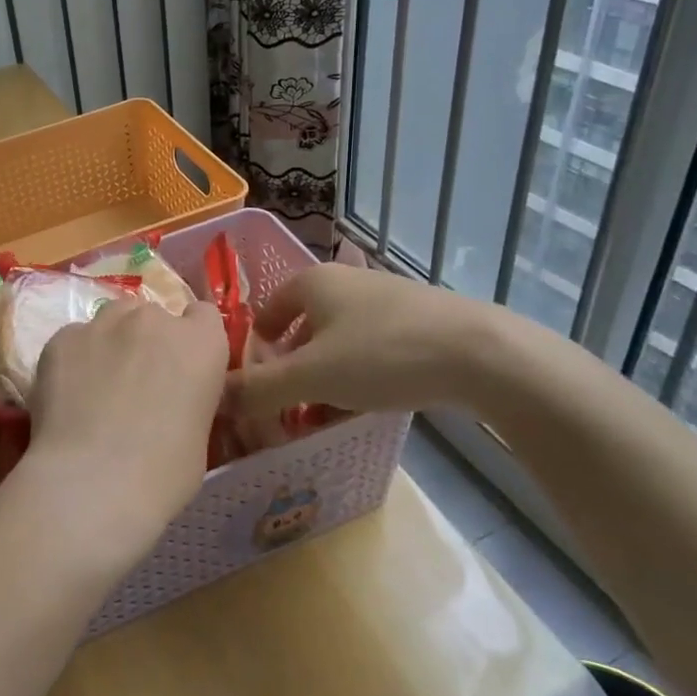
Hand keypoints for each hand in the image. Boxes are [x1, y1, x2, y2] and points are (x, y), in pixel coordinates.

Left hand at [17, 298, 228, 571]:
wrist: (92, 483)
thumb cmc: (162, 474)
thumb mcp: (199, 434)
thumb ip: (188, 396)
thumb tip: (169, 400)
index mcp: (200, 343)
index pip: (203, 316)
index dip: (192, 339)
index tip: (182, 367)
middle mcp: (154, 320)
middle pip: (153, 316)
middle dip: (148, 342)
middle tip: (137, 384)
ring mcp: (103, 324)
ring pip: (112, 320)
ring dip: (111, 343)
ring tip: (98, 388)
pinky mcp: (62, 338)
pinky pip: (74, 340)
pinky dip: (74, 361)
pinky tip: (68, 398)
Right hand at [224, 264, 507, 419]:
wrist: (479, 353)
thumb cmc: (381, 354)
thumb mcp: (311, 376)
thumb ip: (259, 389)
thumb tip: (216, 399)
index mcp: (313, 282)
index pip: (267, 309)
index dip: (256, 346)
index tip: (254, 383)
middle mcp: (346, 281)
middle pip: (304, 326)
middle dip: (293, 367)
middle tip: (288, 406)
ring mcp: (386, 299)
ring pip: (340, 340)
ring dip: (327, 375)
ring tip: (325, 414)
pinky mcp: (419, 320)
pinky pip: (373, 348)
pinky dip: (360, 374)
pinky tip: (369, 404)